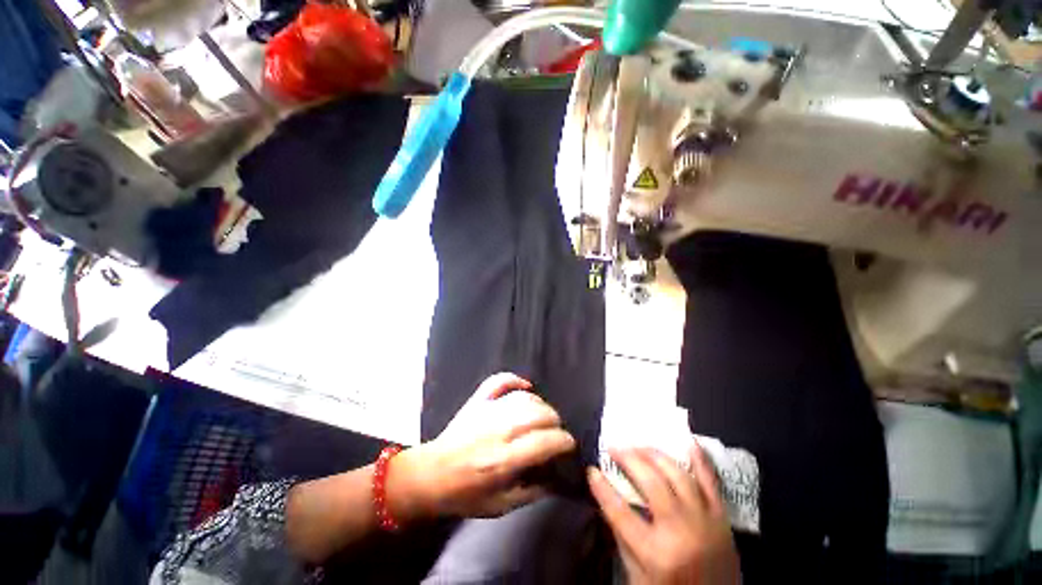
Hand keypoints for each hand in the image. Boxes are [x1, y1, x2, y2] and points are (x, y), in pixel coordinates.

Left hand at [393, 373, 575, 519]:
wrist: (430, 475)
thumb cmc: (465, 494)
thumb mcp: (501, 506)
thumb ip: (532, 492)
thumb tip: (556, 477)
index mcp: (504, 460)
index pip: (546, 441)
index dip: (564, 441)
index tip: (568, 445)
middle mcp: (499, 430)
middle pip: (540, 414)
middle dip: (555, 422)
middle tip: (555, 432)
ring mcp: (487, 410)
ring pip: (525, 398)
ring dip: (541, 405)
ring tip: (543, 417)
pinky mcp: (478, 400)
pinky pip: (500, 380)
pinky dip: (515, 379)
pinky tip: (526, 385)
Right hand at [588, 446, 739, 584]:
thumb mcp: (638, 578)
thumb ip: (623, 539)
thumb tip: (608, 500)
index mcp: (656, 554)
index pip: (620, 512)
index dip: (601, 488)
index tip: (591, 469)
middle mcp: (680, 532)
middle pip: (650, 483)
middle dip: (628, 459)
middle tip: (614, 447)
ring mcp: (704, 521)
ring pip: (677, 475)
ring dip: (655, 455)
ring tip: (639, 446)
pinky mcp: (722, 518)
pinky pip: (712, 482)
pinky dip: (701, 460)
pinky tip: (688, 442)